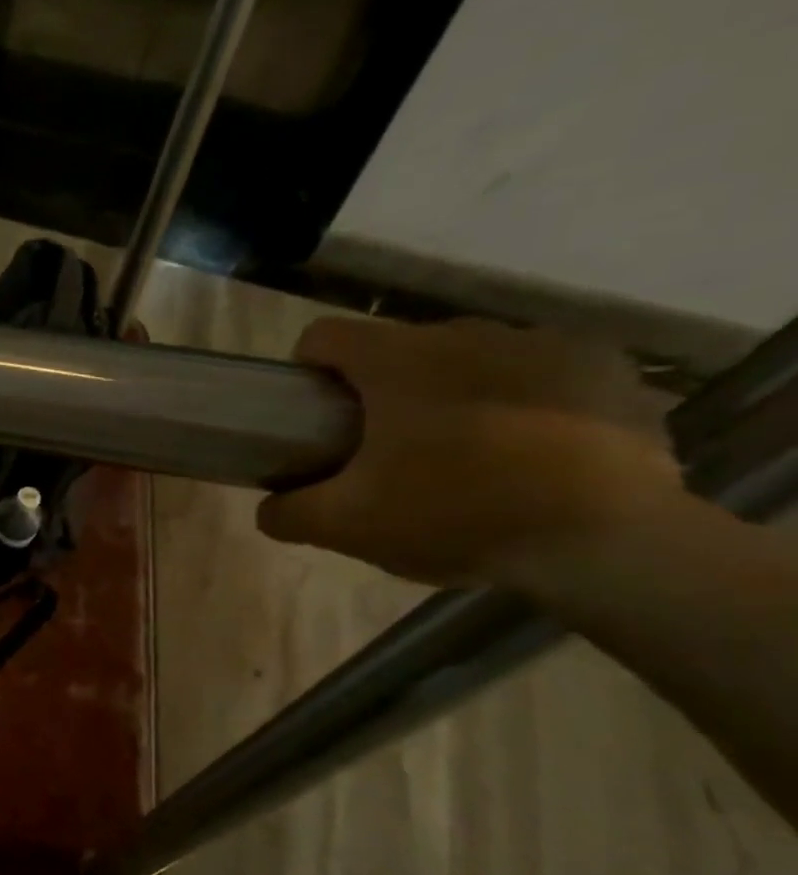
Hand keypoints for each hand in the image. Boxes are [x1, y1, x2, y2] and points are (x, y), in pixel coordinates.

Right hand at [258, 317, 682, 588]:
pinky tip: (530, 451)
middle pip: (398, 349)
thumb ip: (290, 513)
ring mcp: (542, 344)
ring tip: (464, 454)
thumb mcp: (349, 527)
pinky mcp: (604, 367)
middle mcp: (466, 334)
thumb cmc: (456, 515)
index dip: (307, 370)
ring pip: (469, 358)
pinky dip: (522, 400)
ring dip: (452, 392)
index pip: (325, 336)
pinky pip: (538, 372)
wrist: (607, 540)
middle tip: (387, 450)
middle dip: (383, 390)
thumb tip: (268, 509)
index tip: (315, 414)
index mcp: (397, 361)